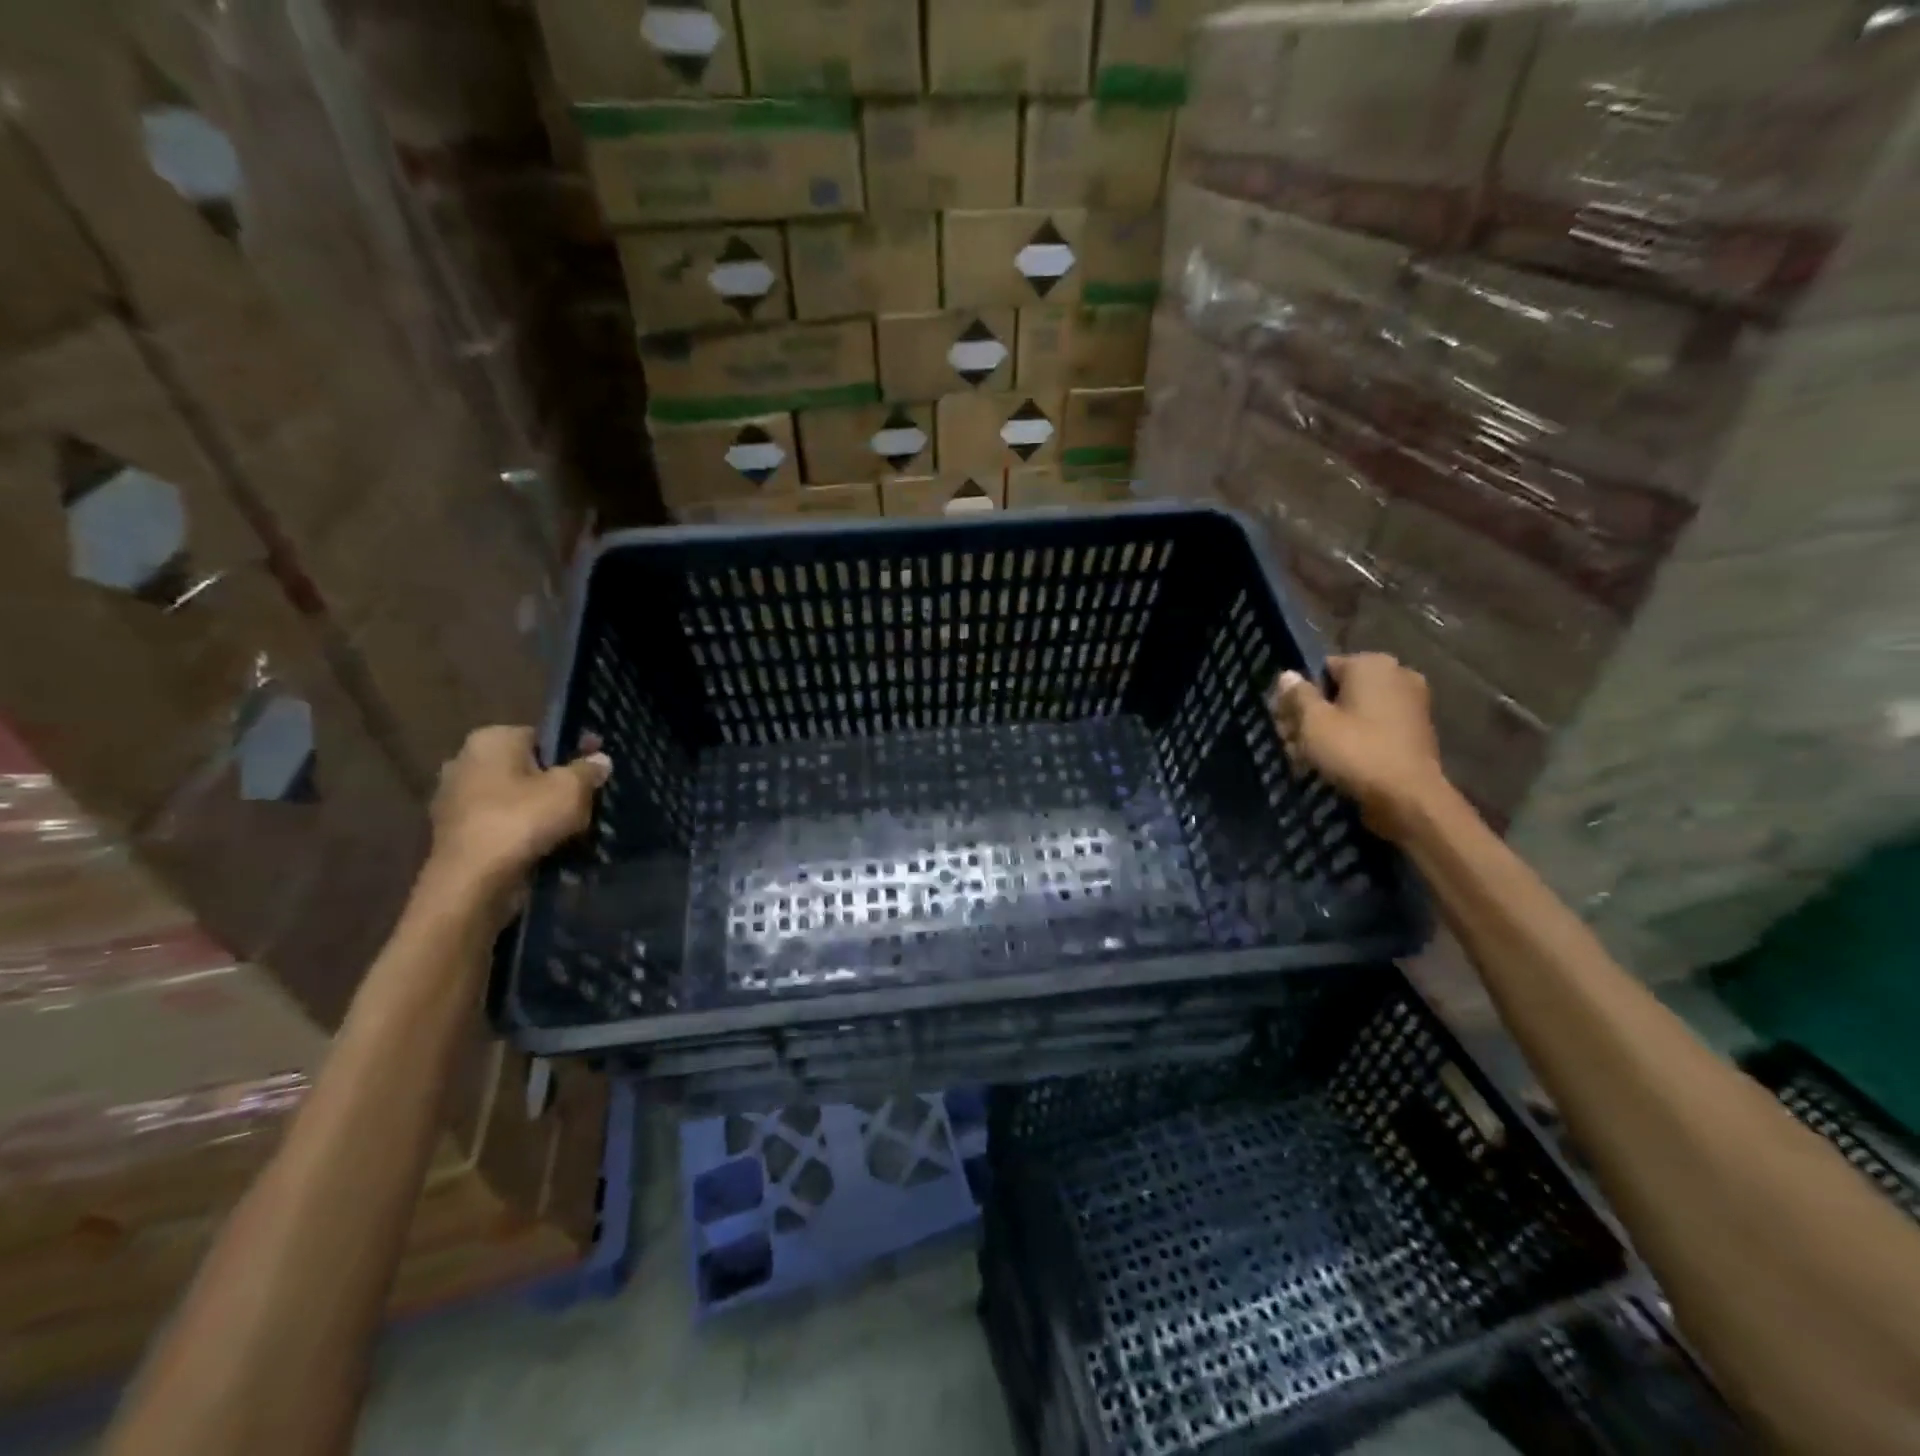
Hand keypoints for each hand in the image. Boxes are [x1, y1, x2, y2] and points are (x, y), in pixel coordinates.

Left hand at [426, 726, 610, 895]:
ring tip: (569, 829)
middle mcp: (465, 760)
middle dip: (555, 782)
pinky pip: (499, 822)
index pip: (543, 736)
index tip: (597, 769)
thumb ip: (588, 770)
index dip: (575, 751)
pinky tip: (543, 846)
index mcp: (490, 739)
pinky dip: (520, 831)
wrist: (472, 881)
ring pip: (513, 797)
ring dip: (539, 809)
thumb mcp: (572, 789)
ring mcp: (453, 797)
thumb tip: (599, 760)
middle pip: (528, 767)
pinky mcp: (453, 831)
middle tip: (586, 802)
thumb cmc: (522, 820)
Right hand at [1268, 654, 1449, 841]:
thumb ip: (1297, 695)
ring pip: (1357, 710)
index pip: (1322, 668)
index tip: (1286, 720)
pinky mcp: (1417, 731)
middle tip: (1292, 741)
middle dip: (1316, 712)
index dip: (1300, 694)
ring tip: (1310, 757)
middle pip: (1341, 690)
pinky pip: (1375, 727)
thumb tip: (1288, 675)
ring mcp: (1412, 703)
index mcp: (1372, 664)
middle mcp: (1397, 675)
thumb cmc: (1356, 751)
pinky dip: (1357, 739)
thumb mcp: (1313, 722)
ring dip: (1333, 728)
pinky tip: (1338, 763)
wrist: (1408, 798)